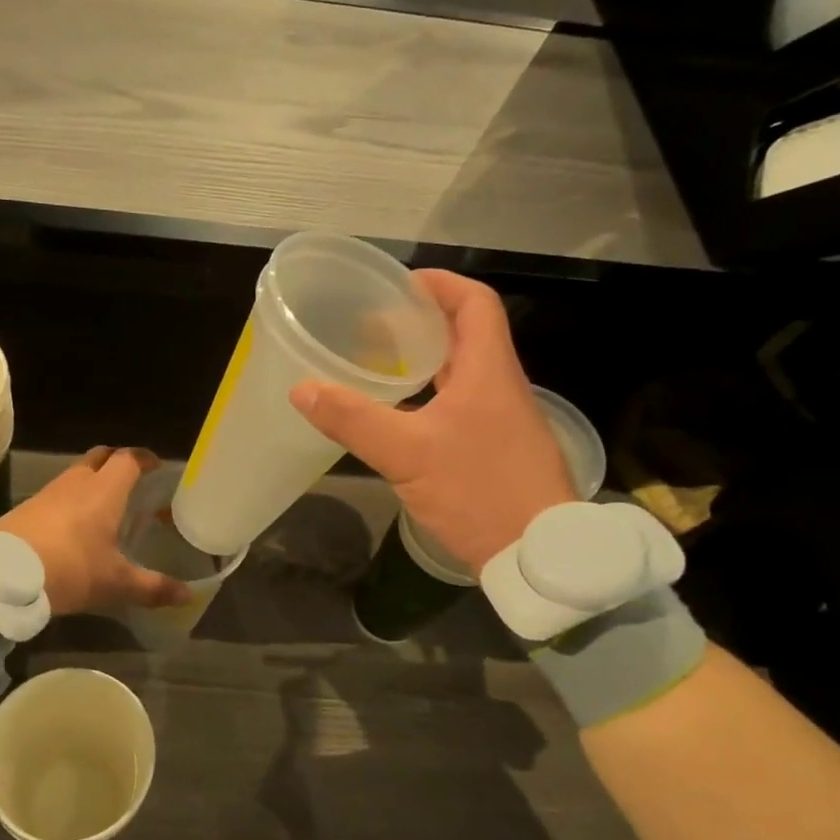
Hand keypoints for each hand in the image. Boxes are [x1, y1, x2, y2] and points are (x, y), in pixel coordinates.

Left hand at [0, 447, 190, 615]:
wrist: (2, 576)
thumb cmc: (70, 569)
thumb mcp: (115, 583)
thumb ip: (152, 587)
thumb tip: (188, 596)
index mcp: (104, 490)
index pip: (129, 459)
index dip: (145, 459)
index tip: (157, 466)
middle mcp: (77, 482)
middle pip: (101, 456)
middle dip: (118, 463)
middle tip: (133, 483)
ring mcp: (48, 492)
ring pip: (77, 473)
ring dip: (93, 481)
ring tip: (107, 506)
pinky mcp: (27, 507)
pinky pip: (57, 492)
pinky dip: (72, 499)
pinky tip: (75, 526)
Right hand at [289, 270, 575, 570]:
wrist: (538, 555)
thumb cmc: (479, 491)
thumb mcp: (407, 453)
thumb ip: (353, 419)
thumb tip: (302, 389)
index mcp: (488, 370)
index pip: (474, 302)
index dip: (438, 284)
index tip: (396, 286)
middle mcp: (500, 386)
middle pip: (465, 334)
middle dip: (420, 323)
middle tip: (372, 327)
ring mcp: (502, 420)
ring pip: (461, 373)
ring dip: (424, 362)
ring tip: (378, 365)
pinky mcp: (497, 449)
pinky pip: (461, 405)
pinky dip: (429, 398)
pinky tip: (399, 418)